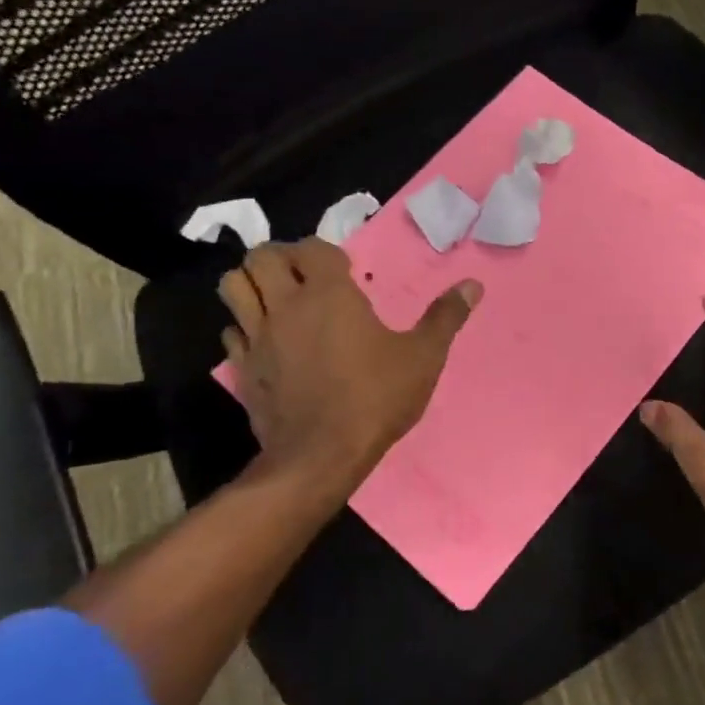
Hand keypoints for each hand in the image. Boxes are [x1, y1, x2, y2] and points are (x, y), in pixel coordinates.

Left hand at [218, 238, 480, 494]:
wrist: (321, 456)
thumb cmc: (375, 398)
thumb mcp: (423, 357)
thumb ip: (445, 317)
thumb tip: (473, 285)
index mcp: (328, 294)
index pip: (312, 248)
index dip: (326, 252)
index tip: (344, 270)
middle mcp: (285, 305)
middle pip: (261, 256)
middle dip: (279, 257)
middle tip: (303, 275)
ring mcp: (258, 337)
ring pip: (233, 287)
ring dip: (252, 283)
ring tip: (276, 296)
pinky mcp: (241, 368)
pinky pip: (231, 332)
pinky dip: (243, 327)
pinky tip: (266, 340)